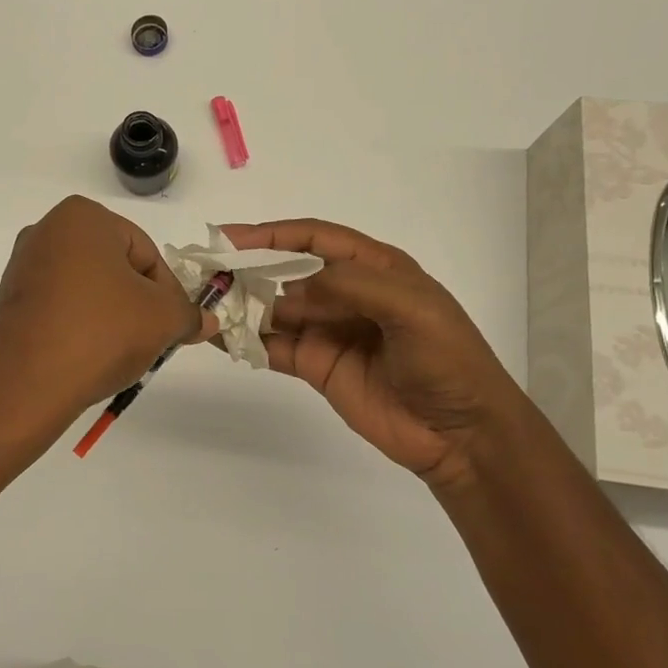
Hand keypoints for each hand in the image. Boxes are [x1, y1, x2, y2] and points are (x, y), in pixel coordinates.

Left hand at [0, 197, 215, 446]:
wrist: (23, 385)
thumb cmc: (100, 333)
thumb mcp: (162, 320)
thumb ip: (188, 314)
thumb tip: (207, 321)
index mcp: (83, 216)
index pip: (146, 252)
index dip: (168, 293)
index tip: (172, 326)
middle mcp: (47, 230)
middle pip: (117, 268)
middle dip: (139, 303)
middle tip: (150, 340)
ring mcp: (24, 265)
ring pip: (90, 289)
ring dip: (112, 316)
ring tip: (119, 353)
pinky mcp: (11, 300)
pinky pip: (62, 306)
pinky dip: (82, 326)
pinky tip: (88, 357)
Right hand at [220, 219, 529, 488]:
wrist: (462, 433)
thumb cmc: (447, 360)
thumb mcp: (412, 308)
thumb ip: (353, 286)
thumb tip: (293, 290)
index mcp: (375, 268)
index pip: (315, 239)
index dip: (274, 234)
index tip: (232, 237)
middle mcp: (346, 294)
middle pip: (287, 272)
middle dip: (249, 268)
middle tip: (207, 272)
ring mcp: (329, 331)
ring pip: (276, 309)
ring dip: (242, 305)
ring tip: (205, 304)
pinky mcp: (317, 366)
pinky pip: (275, 347)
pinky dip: (247, 341)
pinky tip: (220, 337)